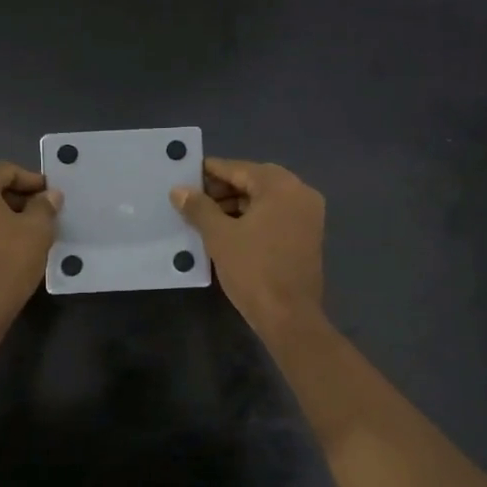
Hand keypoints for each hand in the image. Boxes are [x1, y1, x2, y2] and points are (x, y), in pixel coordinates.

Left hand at [0, 162, 61, 317]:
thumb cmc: (7, 260)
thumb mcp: (37, 230)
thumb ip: (44, 206)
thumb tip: (49, 196)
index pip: (6, 171)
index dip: (32, 181)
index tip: (51, 196)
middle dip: (15, 199)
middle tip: (40, 215)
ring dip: (0, 216)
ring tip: (24, 233)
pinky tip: (4, 248)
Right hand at [172, 158, 324, 334]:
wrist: (289, 317)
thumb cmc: (253, 270)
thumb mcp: (219, 236)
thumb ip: (199, 208)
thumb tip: (179, 190)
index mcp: (281, 187)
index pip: (240, 169)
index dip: (211, 171)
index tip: (186, 174)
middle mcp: (300, 194)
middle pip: (255, 181)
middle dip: (223, 189)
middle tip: (193, 199)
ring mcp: (308, 216)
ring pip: (266, 199)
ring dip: (237, 204)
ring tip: (205, 217)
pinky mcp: (308, 236)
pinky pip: (275, 215)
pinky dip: (253, 218)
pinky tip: (228, 230)